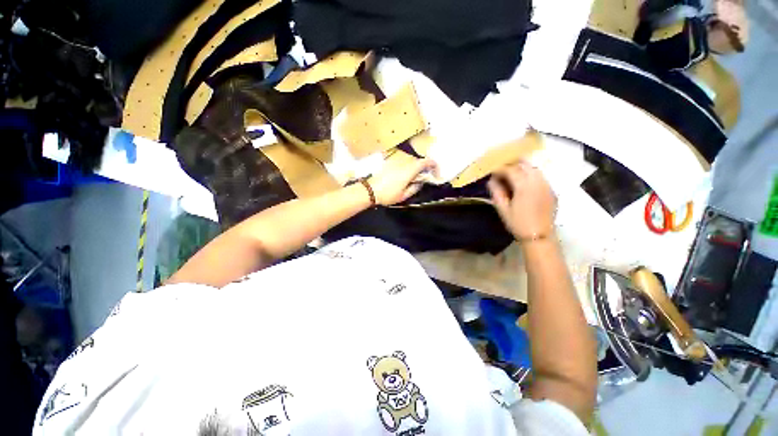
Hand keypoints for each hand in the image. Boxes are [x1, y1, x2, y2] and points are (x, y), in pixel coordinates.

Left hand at [368, 155, 436, 205]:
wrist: (369, 190)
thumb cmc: (387, 194)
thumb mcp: (404, 196)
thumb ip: (415, 188)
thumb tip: (421, 182)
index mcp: (409, 170)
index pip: (425, 161)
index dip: (433, 164)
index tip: (436, 172)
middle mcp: (403, 162)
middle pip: (418, 160)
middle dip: (424, 167)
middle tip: (425, 177)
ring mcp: (395, 161)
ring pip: (410, 161)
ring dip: (415, 167)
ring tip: (414, 177)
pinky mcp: (389, 162)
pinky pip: (402, 162)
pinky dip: (406, 166)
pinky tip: (403, 175)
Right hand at [488, 161, 556, 239]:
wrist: (539, 236)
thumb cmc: (518, 223)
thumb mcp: (502, 209)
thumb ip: (497, 192)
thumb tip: (491, 181)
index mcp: (524, 186)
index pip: (510, 170)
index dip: (500, 169)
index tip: (492, 172)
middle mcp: (537, 182)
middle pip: (524, 164)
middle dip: (512, 164)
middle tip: (501, 169)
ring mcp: (546, 185)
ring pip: (534, 168)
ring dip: (522, 167)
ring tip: (512, 173)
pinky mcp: (551, 190)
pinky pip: (540, 176)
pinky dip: (530, 174)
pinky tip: (523, 181)